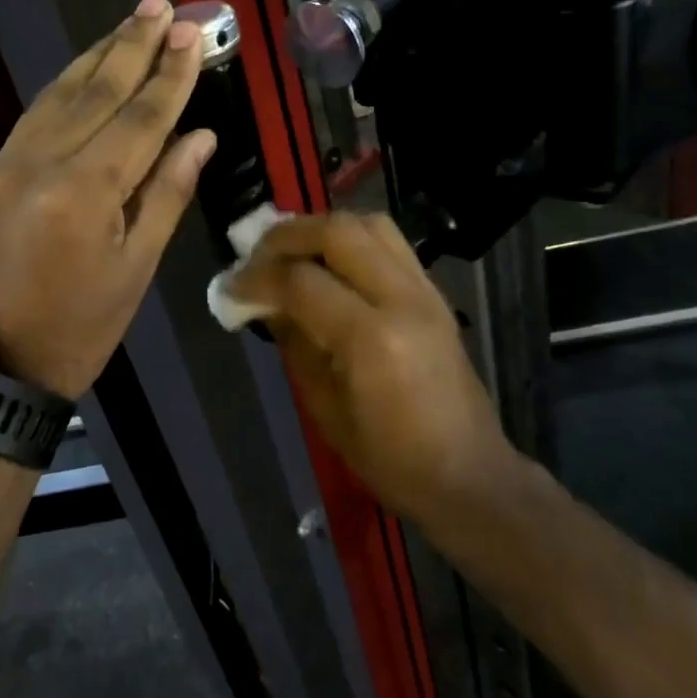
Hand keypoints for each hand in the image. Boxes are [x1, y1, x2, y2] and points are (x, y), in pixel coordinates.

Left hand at [0, 0, 214, 398]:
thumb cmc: (82, 327)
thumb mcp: (137, 269)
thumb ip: (167, 194)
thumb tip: (200, 136)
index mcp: (84, 194)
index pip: (139, 120)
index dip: (170, 77)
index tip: (192, 36)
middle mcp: (40, 165)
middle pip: (96, 93)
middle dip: (132, 47)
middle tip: (161, 6)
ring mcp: (6, 165)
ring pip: (59, 95)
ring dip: (98, 56)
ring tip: (129, 23)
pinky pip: (34, 117)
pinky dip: (65, 87)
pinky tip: (86, 70)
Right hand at [228, 212, 511, 520]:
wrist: (467, 473)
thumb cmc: (389, 458)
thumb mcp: (324, 407)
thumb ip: (294, 342)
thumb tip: (263, 301)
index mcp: (372, 338)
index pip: (301, 281)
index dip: (256, 278)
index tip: (229, 288)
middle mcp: (402, 299)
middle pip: (337, 232)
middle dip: (287, 236)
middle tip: (256, 256)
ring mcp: (424, 291)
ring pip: (368, 224)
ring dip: (321, 229)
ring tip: (292, 252)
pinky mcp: (434, 292)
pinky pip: (389, 242)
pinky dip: (351, 240)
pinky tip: (329, 264)